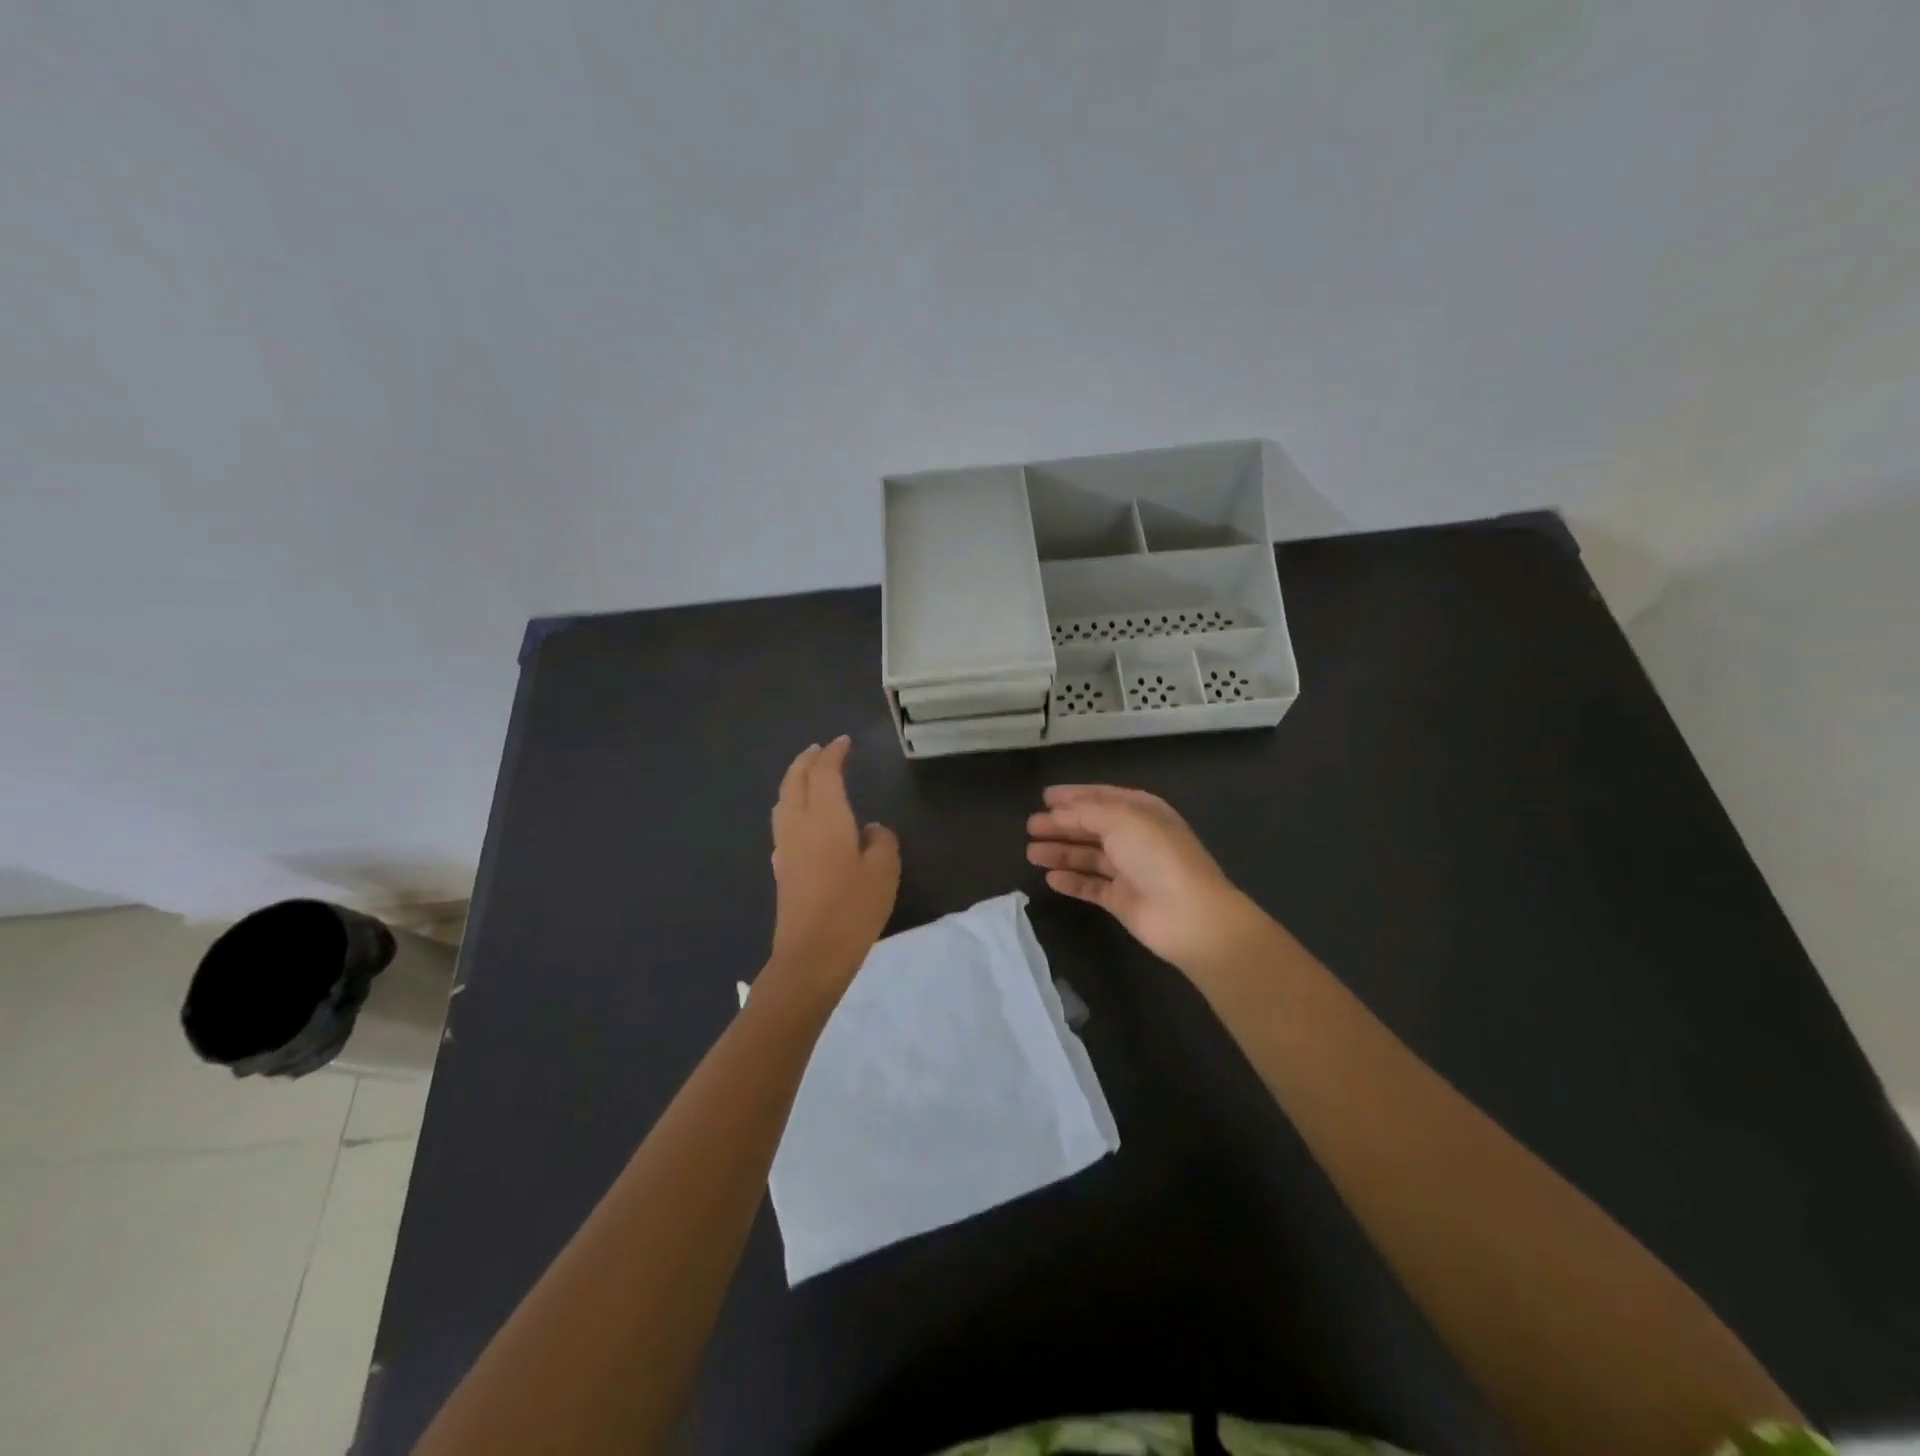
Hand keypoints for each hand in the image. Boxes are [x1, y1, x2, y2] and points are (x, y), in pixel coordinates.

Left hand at [767, 736, 900, 993]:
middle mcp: (798, 824)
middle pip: (795, 781)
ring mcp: (785, 847)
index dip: (833, 754)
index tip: (843, 742)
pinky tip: (802, 819)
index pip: (824, 773)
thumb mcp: (884, 871)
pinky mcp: (782, 869)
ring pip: (783, 801)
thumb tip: (870, 830)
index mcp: (825, 817)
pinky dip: (791, 806)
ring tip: (807, 775)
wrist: (810, 955)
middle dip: (806, 760)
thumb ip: (881, 841)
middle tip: (820, 749)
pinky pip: (783, 823)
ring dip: (794, 781)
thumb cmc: (852, 908)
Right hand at [1026, 784, 1264, 974]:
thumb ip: (1085, 812)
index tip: (1044, 797)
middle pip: (1090, 827)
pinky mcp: (1122, 900)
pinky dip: (1071, 881)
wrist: (1189, 915)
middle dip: (1060, 825)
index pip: (1101, 798)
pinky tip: (1050, 879)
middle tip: (1030, 826)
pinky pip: (1090, 886)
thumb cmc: (1157, 856)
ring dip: (1060, 852)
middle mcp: (1134, 837)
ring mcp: (1129, 870)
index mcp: (1141, 811)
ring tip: (1031, 852)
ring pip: (1087, 856)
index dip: (1073, 796)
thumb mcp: (1121, 820)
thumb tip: (1057, 812)